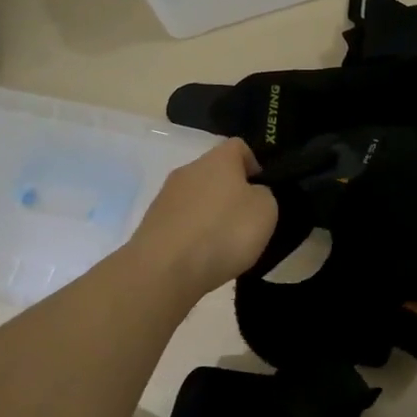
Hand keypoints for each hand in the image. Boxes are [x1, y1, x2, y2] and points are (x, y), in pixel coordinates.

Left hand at [130, 140, 278, 298]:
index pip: (239, 147)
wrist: (165, 270)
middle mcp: (189, 170)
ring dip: (210, 213)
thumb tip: (252, 193)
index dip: (254, 163)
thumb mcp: (265, 210)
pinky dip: (193, 234)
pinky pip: (181, 221)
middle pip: (214, 172)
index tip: (263, 188)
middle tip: (246, 219)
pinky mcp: (152, 224)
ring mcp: (165, 197)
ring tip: (224, 242)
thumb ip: (263, 194)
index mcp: (218, 159)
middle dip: (230, 191)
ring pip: (196, 197)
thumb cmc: (223, 232)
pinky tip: (201, 256)